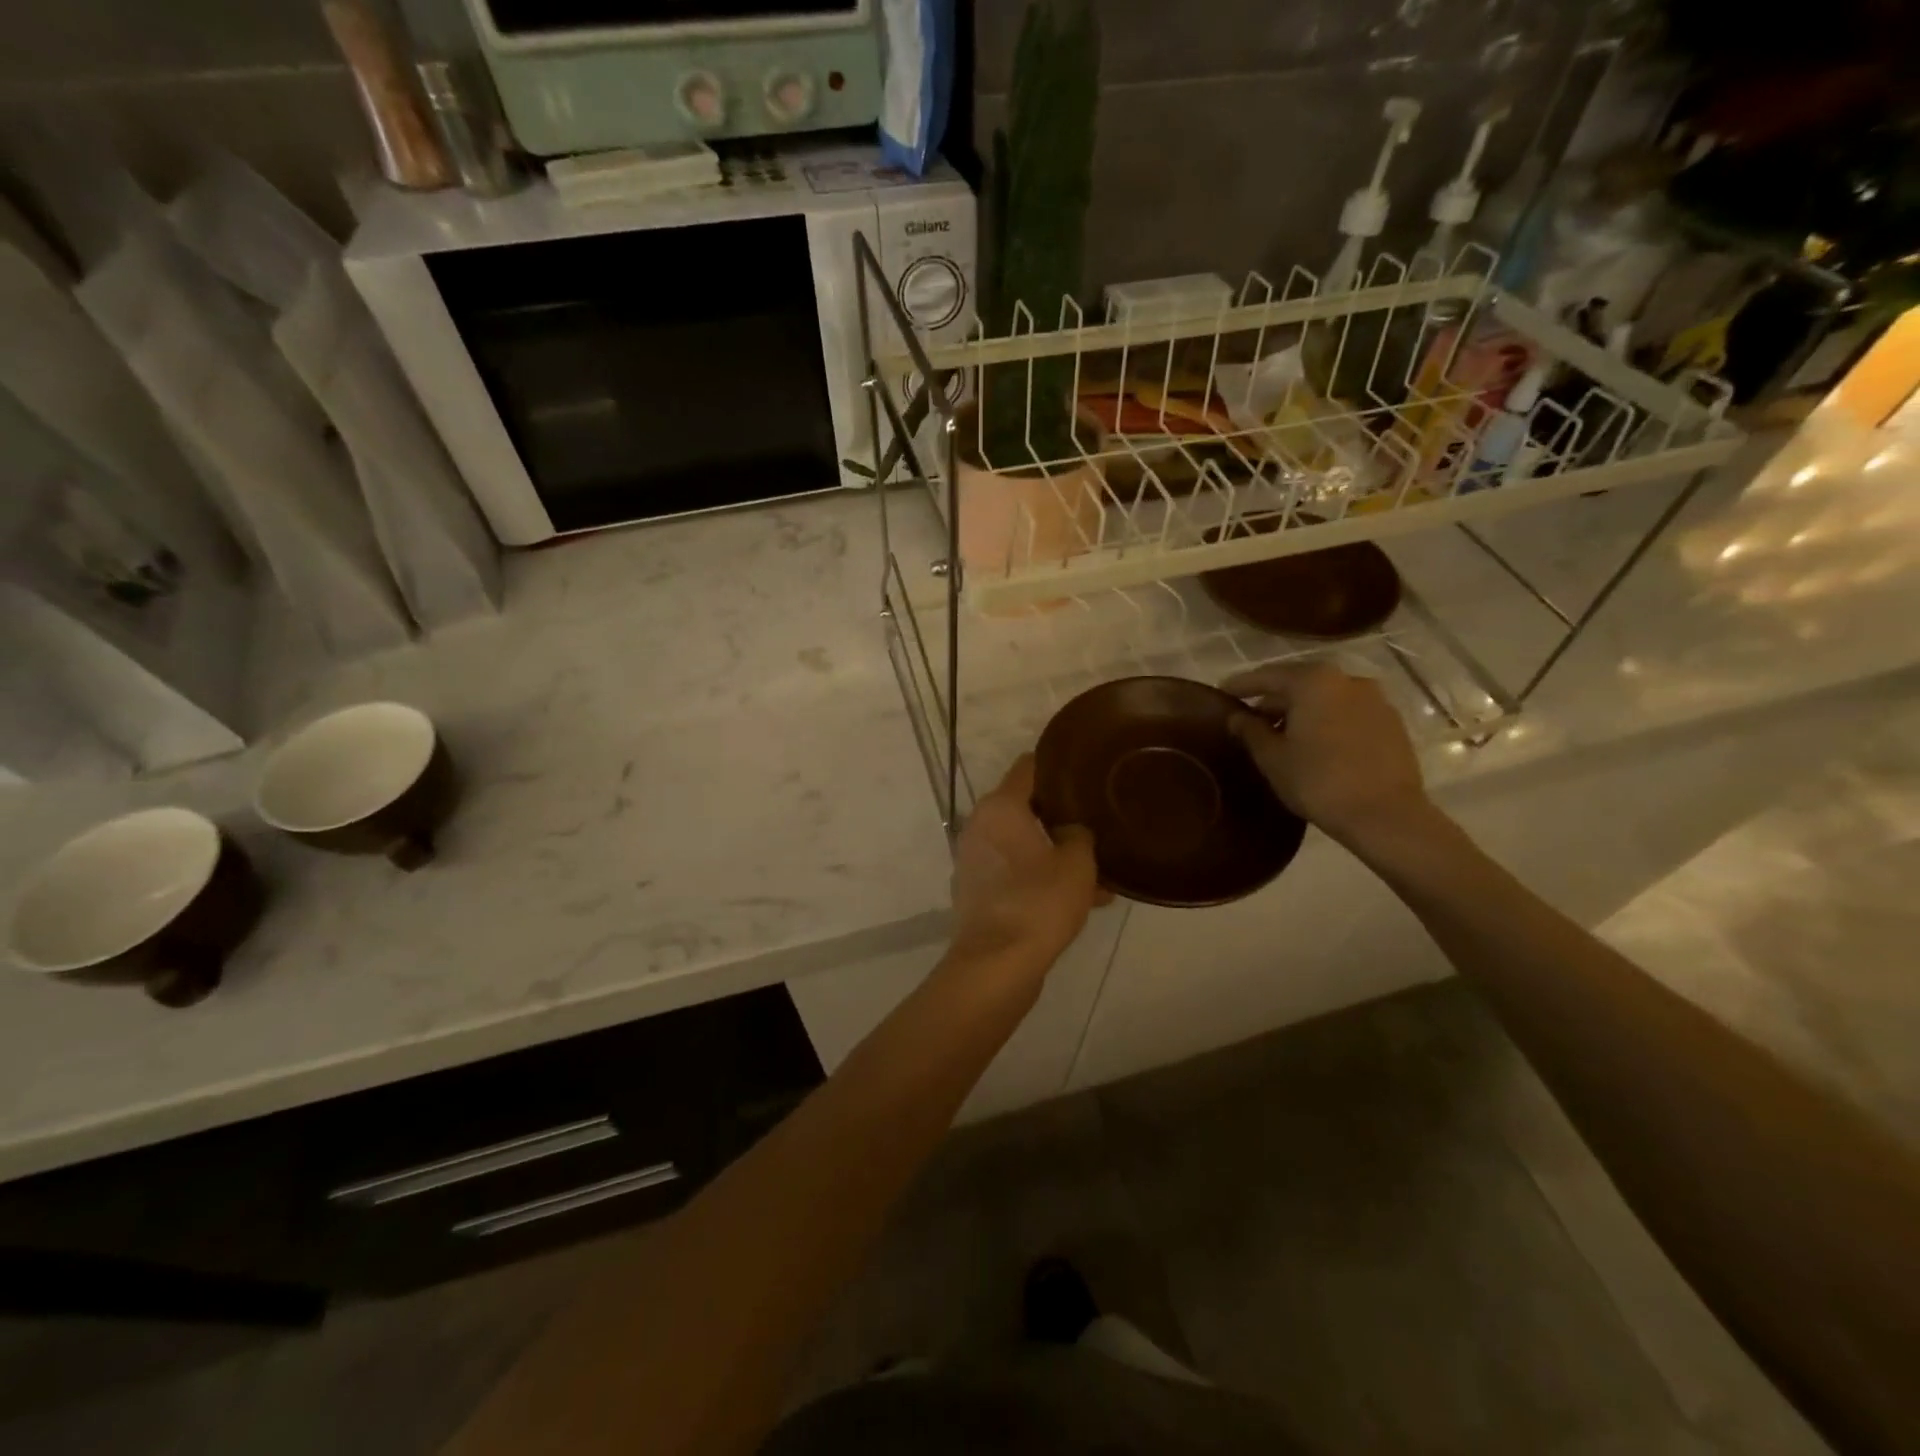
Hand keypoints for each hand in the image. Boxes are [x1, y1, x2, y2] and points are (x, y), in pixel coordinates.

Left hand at [948, 754, 1104, 981]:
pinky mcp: (976, 890)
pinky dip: (1040, 878)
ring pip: (1022, 844)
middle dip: (1060, 815)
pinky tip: (1078, 899)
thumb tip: (1071, 830)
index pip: (1028, 767)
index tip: (1084, 771)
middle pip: (1024, 806)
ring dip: (1054, 853)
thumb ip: (1079, 834)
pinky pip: (1015, 872)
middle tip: (1096, 822)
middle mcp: (980, 825)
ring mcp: (974, 859)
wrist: (996, 965)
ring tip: (1098, 874)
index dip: (1057, 765)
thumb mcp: (1077, 863)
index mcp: (1000, 807)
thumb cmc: (1039, 902)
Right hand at [1221, 662, 1430, 850]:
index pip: (1266, 676)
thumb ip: (1250, 731)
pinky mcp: (1391, 723)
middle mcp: (1347, 679)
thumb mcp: (1272, 757)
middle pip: (1299, 684)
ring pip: (1325, 699)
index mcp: (1313, 681)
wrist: (1386, 816)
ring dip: (1301, 712)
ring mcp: (1375, 700)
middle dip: (1273, 700)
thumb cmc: (1318, 781)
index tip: (1220, 693)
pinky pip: (1347, 714)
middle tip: (1249, 720)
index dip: (1240, 686)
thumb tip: (1236, 717)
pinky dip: (1326, 722)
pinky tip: (1315, 745)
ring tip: (1282, 736)